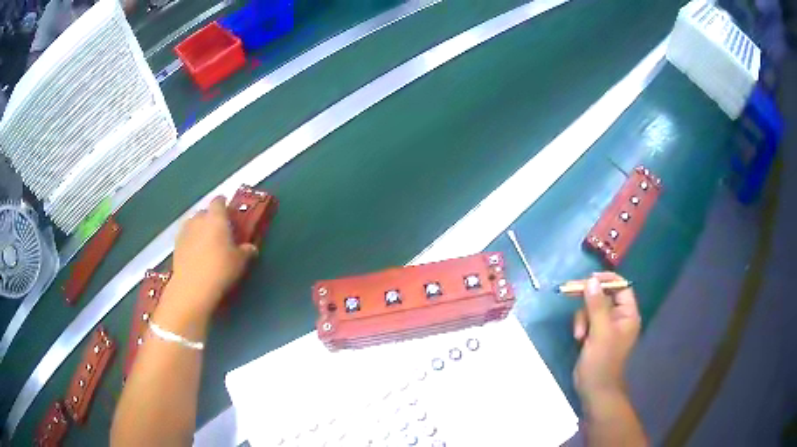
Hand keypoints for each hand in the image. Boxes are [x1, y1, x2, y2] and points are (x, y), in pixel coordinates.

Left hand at [169, 196, 257, 316]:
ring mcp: (185, 232)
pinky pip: (186, 237)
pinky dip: (191, 242)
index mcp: (216, 218)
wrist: (192, 288)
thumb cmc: (220, 269)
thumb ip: (246, 251)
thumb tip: (251, 247)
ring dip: (199, 230)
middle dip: (211, 218)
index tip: (229, 211)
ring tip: (207, 243)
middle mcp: (199, 219)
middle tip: (220, 232)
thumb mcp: (240, 262)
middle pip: (205, 212)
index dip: (224, 204)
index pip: (219, 202)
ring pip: (193, 224)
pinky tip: (196, 255)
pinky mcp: (176, 246)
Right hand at [572, 272, 640, 405]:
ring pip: (592, 308)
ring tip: (579, 335)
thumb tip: (591, 280)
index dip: (606, 280)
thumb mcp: (600, 332)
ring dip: (582, 318)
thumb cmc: (602, 361)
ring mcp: (607, 326)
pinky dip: (581, 326)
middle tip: (569, 292)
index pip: (621, 287)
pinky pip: (587, 320)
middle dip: (588, 301)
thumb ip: (596, 306)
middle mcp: (619, 317)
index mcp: (628, 314)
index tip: (588, 278)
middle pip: (604, 295)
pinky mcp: (595, 334)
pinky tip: (578, 339)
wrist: (594, 389)